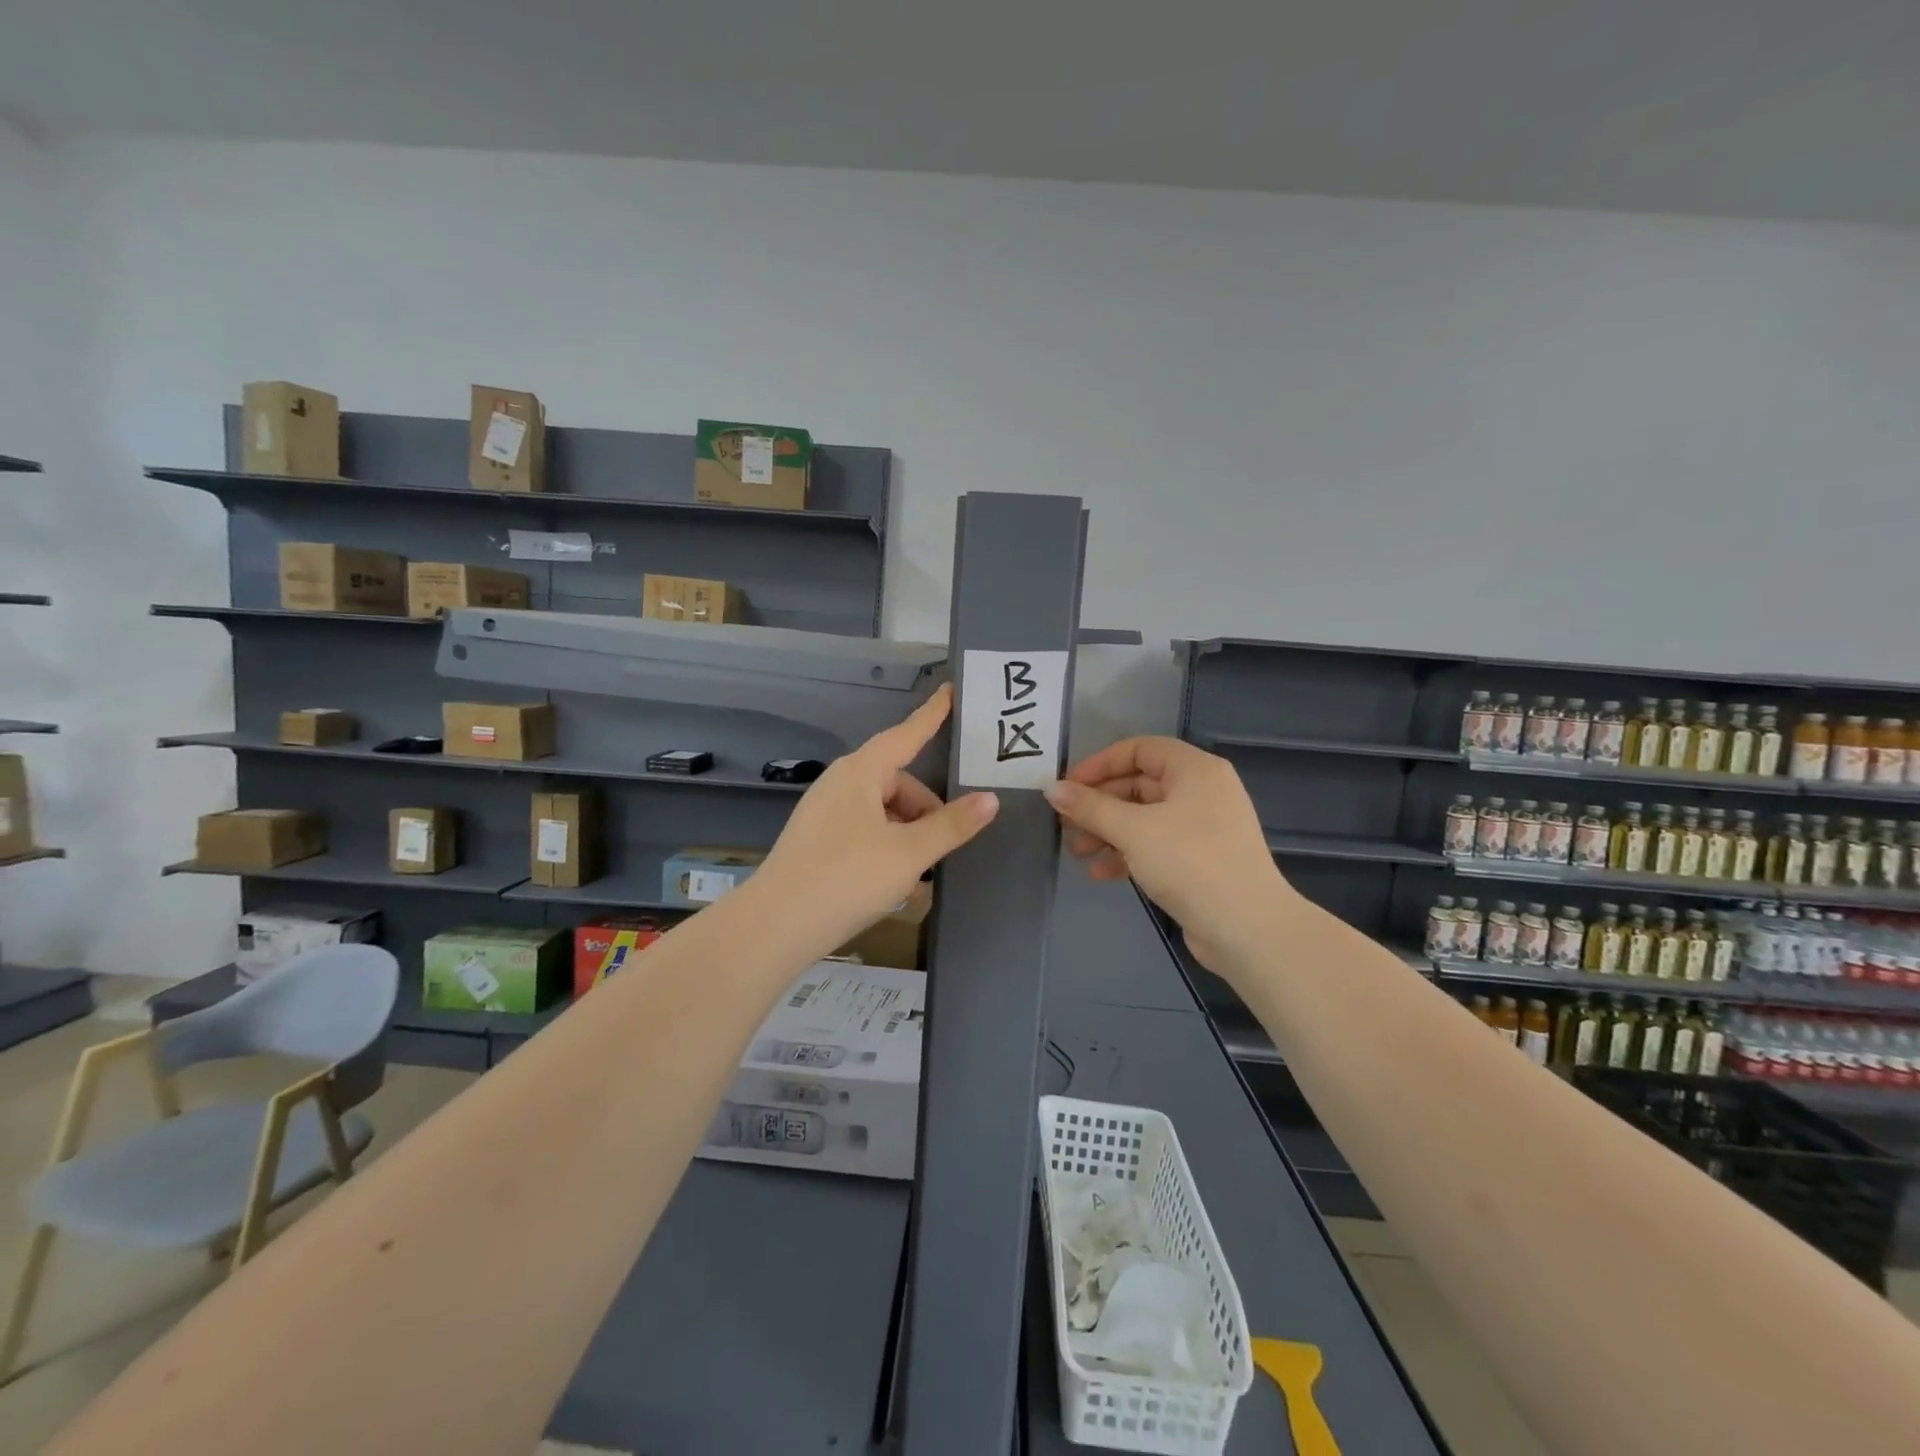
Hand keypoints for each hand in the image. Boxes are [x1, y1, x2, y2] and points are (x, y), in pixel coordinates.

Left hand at [755, 684, 998, 956]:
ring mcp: (825, 813)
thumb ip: (951, 825)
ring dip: (908, 837)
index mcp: (861, 772)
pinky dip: (886, 850)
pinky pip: (864, 833)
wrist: (775, 927)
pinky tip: (896, 886)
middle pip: (898, 783)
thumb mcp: (909, 853)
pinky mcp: (818, 842)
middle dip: (926, 812)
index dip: (932, 715)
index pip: (907, 734)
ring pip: (882, 813)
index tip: (952, 690)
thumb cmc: (847, 877)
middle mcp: (841, 784)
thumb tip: (990, 799)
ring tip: (920, 878)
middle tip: (945, 848)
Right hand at [1044, 736, 1293, 975]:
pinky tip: (1101, 873)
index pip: (1139, 749)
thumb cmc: (1190, 863)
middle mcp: (1202, 791)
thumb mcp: (1133, 830)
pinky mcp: (1200, 860)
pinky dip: (1128, 853)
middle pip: (1138, 785)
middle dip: (1099, 805)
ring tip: (1078, 853)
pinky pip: (1156, 845)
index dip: (1100, 764)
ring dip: (1108, 832)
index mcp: (1195, 770)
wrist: (1248, 929)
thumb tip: (1051, 788)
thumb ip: (1090, 807)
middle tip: (1066, 824)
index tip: (1068, 787)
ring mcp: (1203, 827)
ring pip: (1144, 818)